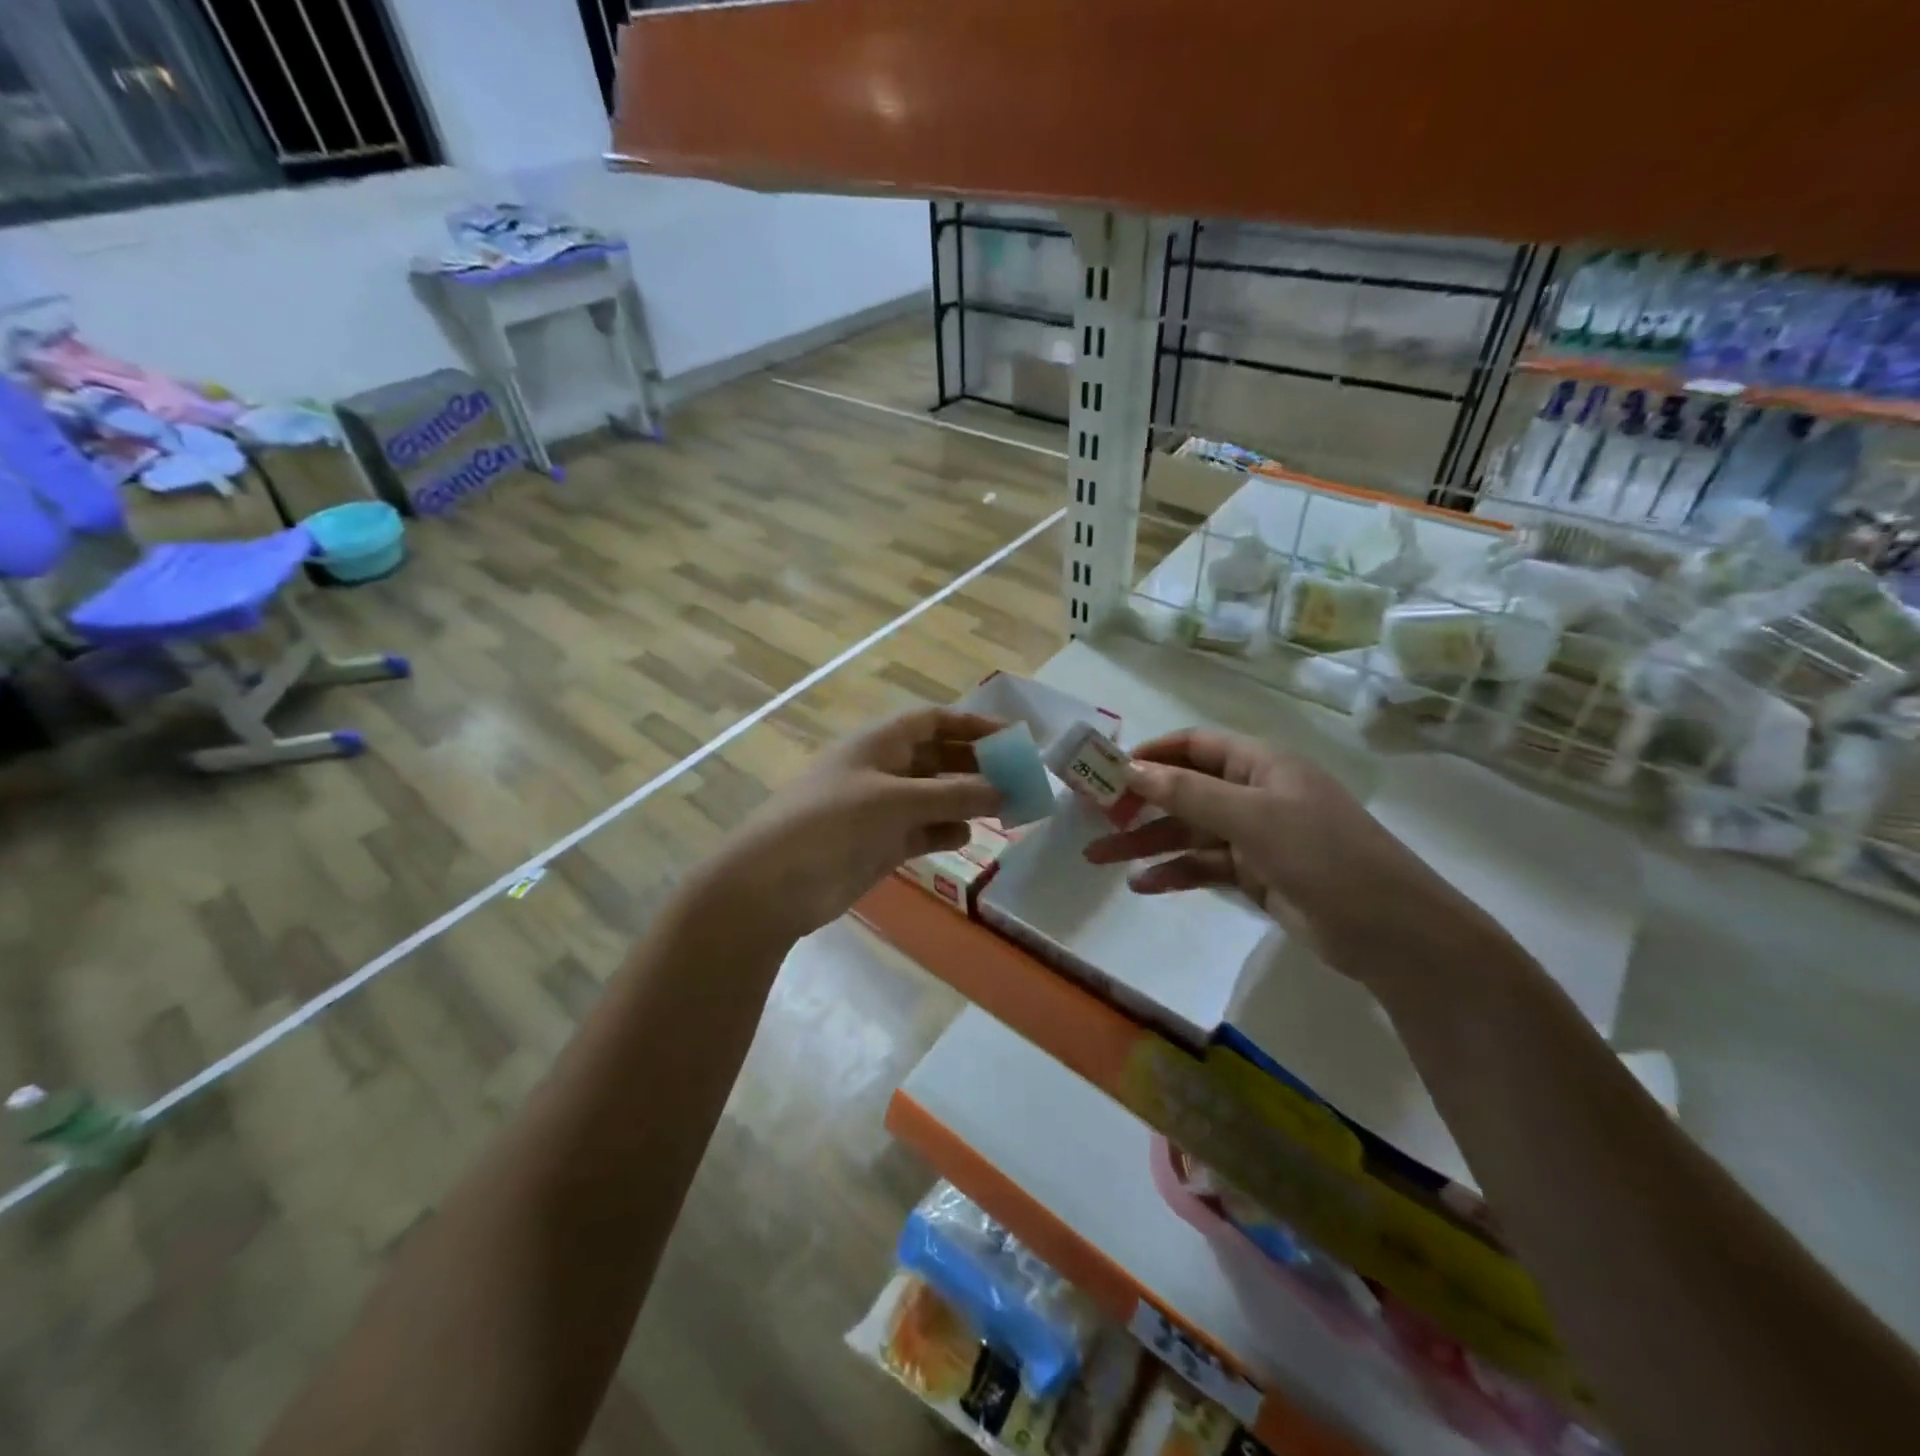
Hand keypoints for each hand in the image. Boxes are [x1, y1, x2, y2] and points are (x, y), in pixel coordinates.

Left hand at [699, 708, 1003, 941]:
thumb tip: (1004, 791)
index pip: (933, 721)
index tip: (1012, 736)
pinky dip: (944, 832)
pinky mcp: (879, 844)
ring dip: (966, 801)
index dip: (972, 723)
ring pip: (934, 796)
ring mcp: (880, 809)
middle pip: (938, 758)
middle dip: (976, 766)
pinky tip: (966, 838)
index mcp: (879, 744)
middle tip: (1019, 780)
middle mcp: (882, 770)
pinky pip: (922, 830)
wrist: (772, 885)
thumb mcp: (894, 801)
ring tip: (1004, 811)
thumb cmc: (831, 824)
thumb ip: (951, 794)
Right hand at [1083, 728, 1505, 990]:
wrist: (1392, 933)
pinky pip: (1204, 867)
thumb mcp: (1254, 818)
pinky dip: (1174, 873)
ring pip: (1189, 832)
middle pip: (1185, 789)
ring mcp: (1255, 837)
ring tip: (1098, 858)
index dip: (1151, 753)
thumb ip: (1189, 793)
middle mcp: (1255, 794)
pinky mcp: (1256, 876)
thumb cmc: (1324, 856)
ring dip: (1146, 842)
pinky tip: (1142, 886)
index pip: (1195, 745)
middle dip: (1138, 803)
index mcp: (1261, 765)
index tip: (1107, 769)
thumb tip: (1130, 769)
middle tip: (1092, 817)